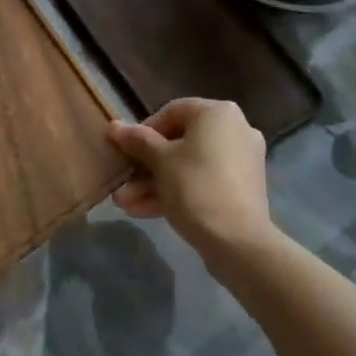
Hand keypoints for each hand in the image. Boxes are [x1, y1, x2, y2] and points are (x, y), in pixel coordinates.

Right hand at [105, 98, 276, 261]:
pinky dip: (177, 192)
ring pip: (188, 166)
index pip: (171, 112)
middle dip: (145, 166)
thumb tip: (114, 126)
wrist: (238, 242)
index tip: (126, 152)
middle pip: (179, 143)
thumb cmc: (195, 187)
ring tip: (125, 204)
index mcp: (218, 113)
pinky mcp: (242, 189)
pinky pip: (203, 182)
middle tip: (122, 184)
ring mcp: (241, 161)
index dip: (143, 131)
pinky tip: (144, 211)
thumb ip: (136, 140)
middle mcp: (234, 130)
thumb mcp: (159, 161)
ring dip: (155, 183)